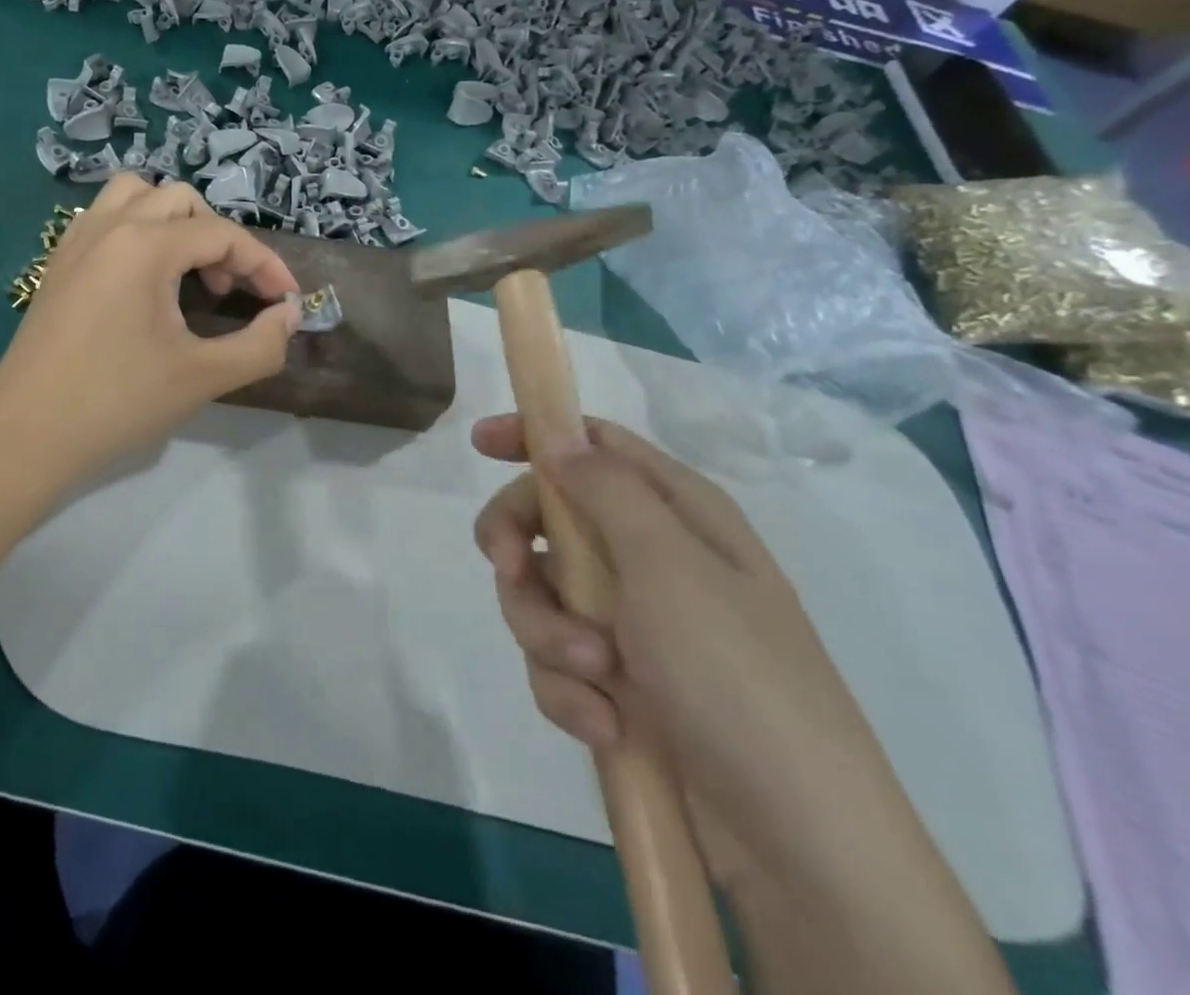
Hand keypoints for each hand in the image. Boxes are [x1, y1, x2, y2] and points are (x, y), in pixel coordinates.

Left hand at [0, 176, 301, 491]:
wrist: (25, 434)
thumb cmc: (117, 402)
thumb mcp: (202, 377)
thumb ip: (260, 344)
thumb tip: (289, 315)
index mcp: (145, 244)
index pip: (223, 235)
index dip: (264, 265)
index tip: (286, 301)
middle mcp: (109, 226)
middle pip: (181, 200)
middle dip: (218, 237)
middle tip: (227, 289)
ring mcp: (76, 240)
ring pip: (135, 195)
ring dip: (173, 220)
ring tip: (186, 269)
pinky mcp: (57, 262)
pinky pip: (104, 217)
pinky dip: (136, 228)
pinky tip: (142, 278)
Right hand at [471, 415, 912, 888]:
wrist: (796, 846)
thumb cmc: (734, 677)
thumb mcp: (667, 566)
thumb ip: (604, 488)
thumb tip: (556, 432)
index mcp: (676, 513)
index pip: (595, 444)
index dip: (537, 435)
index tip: (480, 445)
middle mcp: (651, 558)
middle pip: (549, 517)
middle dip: (519, 545)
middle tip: (509, 569)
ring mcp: (632, 623)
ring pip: (541, 594)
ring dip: (547, 633)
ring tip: (593, 676)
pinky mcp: (617, 682)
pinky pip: (555, 661)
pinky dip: (567, 690)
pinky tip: (604, 724)